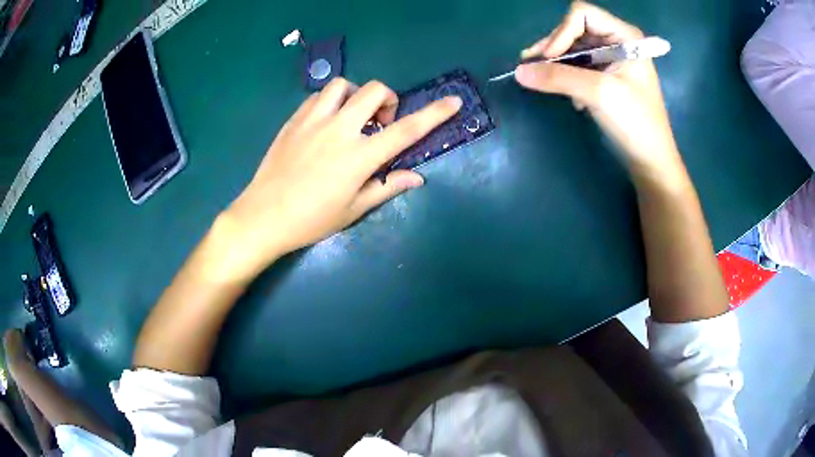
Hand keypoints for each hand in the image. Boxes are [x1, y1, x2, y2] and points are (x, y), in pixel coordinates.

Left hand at [215, 78, 461, 281]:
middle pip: (374, 90)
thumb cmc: (311, 220)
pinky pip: (317, 97)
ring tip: (351, 118)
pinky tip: (326, 122)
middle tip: (380, 123)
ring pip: (342, 86)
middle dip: (388, 99)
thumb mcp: (353, 209)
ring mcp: (313, 121)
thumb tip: (417, 177)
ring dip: (356, 96)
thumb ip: (387, 187)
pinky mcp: (293, 121)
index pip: (406, 130)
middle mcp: (339, 130)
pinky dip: (330, 102)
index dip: (434, 114)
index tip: (453, 102)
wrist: (263, 217)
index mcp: (359, 157)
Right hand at [515, 2, 685, 184]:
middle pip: (574, 29)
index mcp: (625, 36)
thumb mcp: (599, 94)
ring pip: (573, 48)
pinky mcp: (606, 76)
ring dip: (555, 61)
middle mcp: (617, 41)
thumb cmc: (635, 123)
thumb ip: (558, 78)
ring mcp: (612, 59)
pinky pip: (578, 65)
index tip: (548, 59)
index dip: (561, 32)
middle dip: (553, 47)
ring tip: (536, 76)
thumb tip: (518, 71)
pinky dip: (565, 74)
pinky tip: (563, 91)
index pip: (582, 14)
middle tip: (531, 66)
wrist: (650, 160)